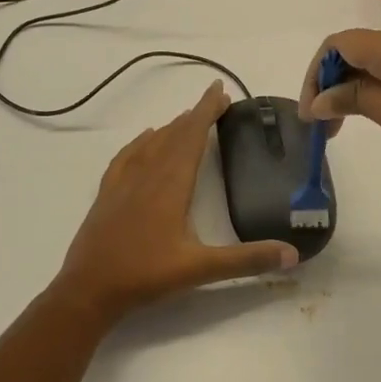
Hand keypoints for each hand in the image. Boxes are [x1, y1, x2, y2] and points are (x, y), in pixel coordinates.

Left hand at [51, 81, 299, 323]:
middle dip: (196, 114)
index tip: (221, 90)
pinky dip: (140, 142)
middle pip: (174, 134)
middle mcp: (148, 175)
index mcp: (172, 185)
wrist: (88, 290)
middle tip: (216, 100)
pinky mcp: (107, 194)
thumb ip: (246, 260)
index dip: (207, 111)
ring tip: (189, 117)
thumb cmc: (145, 276)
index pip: (192, 136)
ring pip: (151, 143)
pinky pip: (127, 157)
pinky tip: (145, 139)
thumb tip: (293, 253)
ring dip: (172, 126)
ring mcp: (123, 183)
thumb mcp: (200, 269)